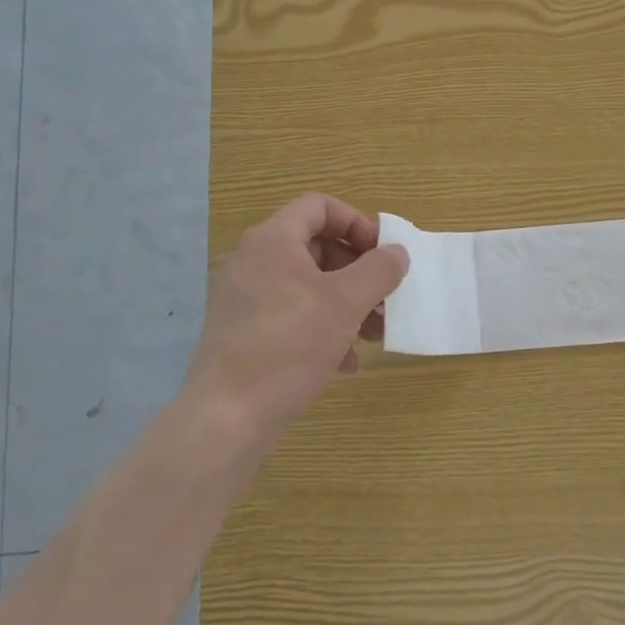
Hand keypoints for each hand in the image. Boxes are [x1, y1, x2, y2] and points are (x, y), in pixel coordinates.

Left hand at [182, 193, 408, 448]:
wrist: (227, 417)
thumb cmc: (289, 346)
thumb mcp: (345, 303)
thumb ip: (378, 270)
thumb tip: (397, 252)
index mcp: (273, 240)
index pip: (320, 206)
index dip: (357, 223)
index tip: (382, 255)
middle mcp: (253, 260)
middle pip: (316, 246)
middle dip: (357, 271)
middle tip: (384, 298)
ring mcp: (245, 297)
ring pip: (307, 285)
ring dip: (346, 303)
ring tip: (374, 334)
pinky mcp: (243, 331)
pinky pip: (291, 314)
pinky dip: (322, 328)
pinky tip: (346, 362)